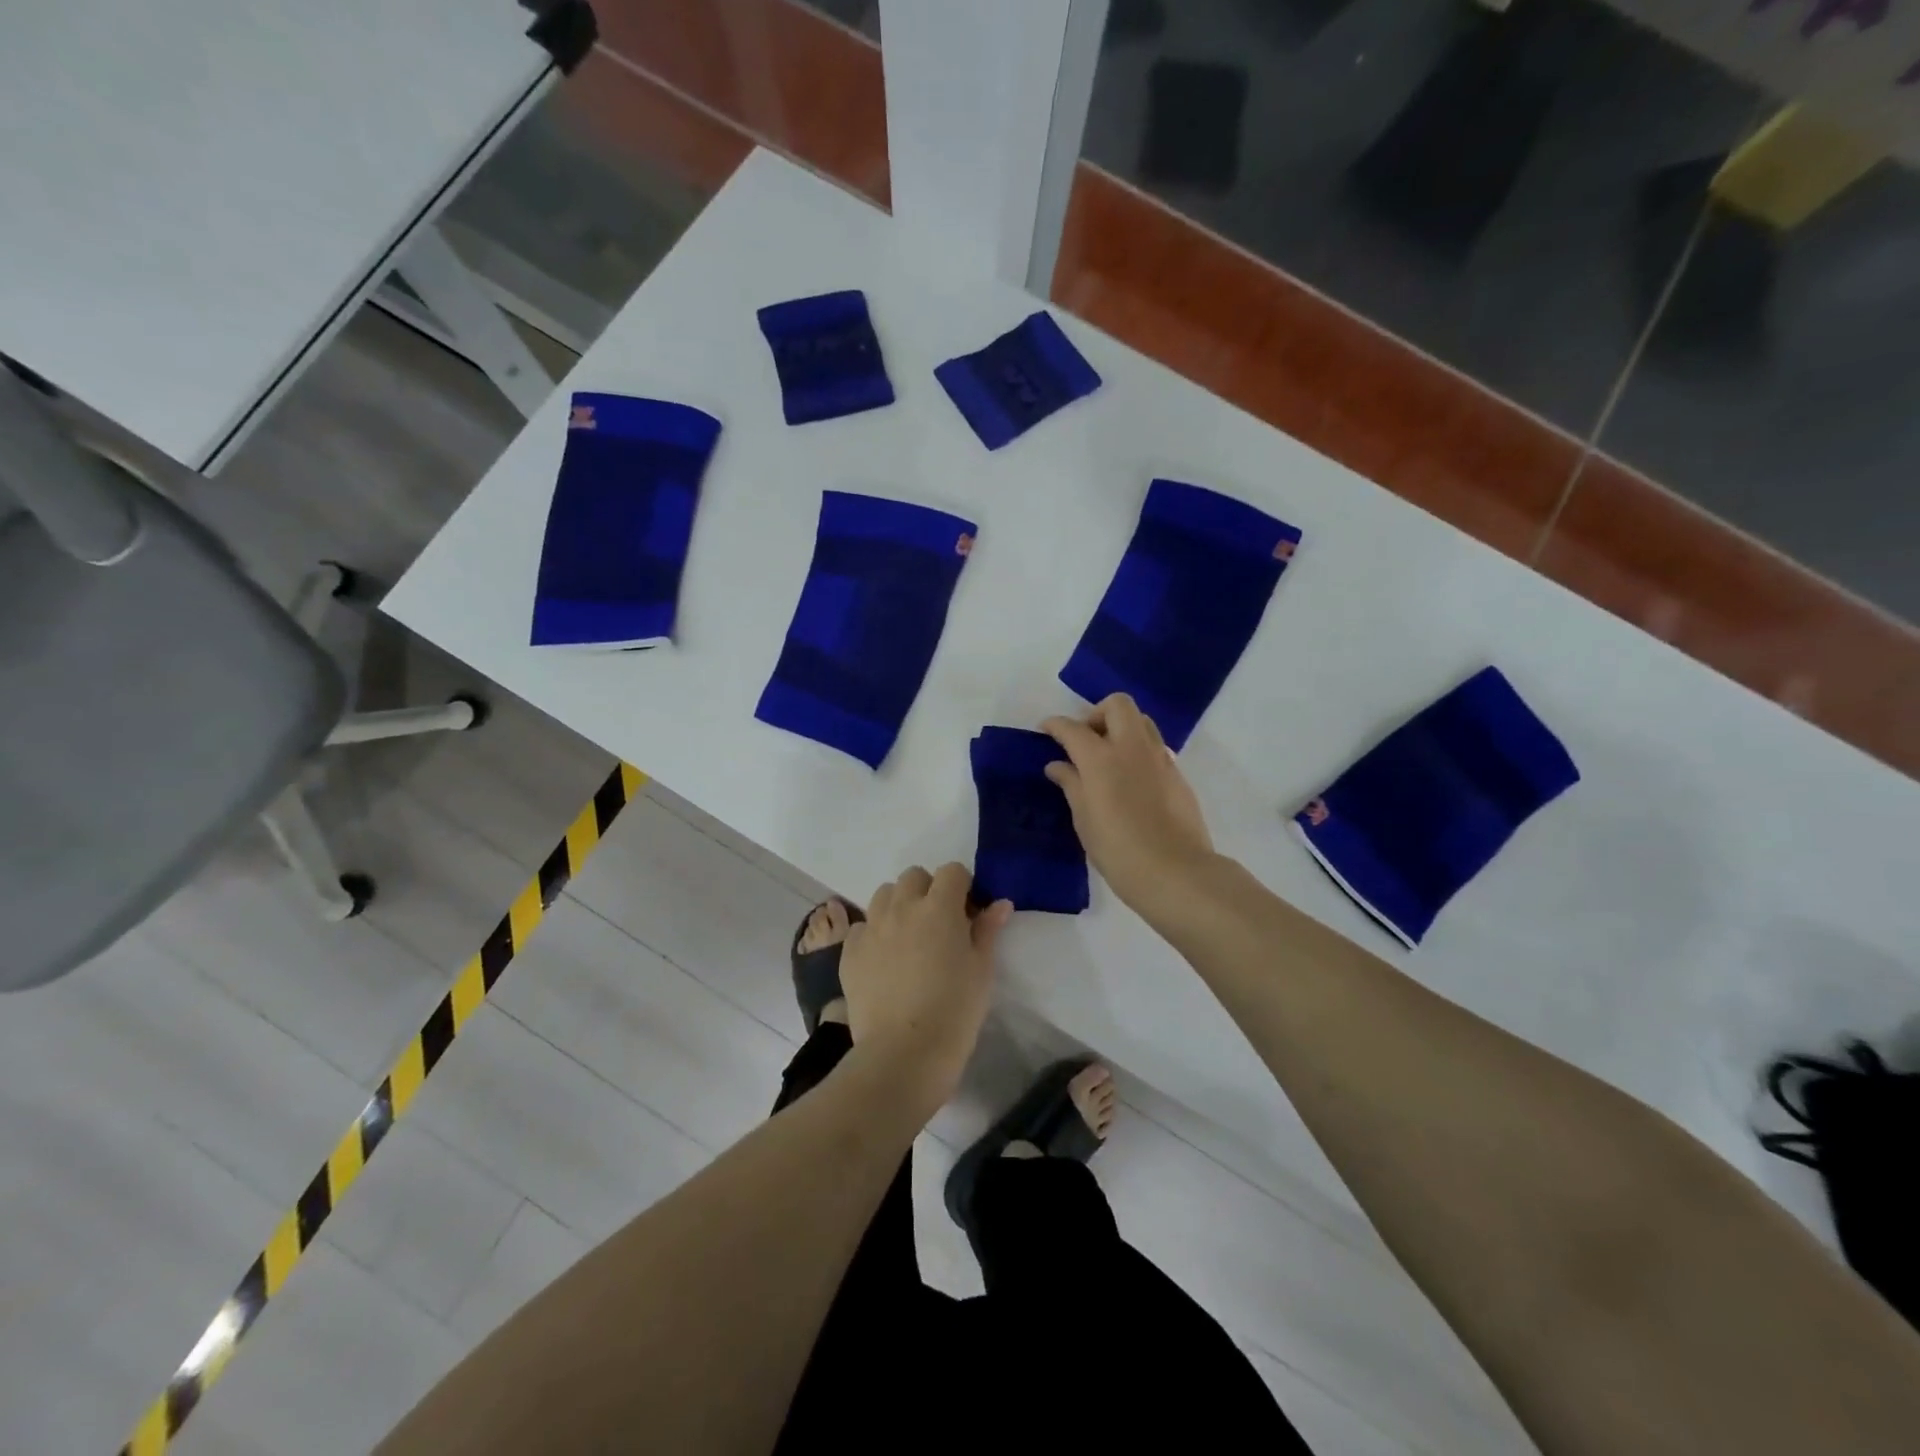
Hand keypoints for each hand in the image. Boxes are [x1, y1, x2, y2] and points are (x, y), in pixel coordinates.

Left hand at [838, 864, 1009, 1105]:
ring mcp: (872, 927)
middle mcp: (902, 907)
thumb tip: (999, 904)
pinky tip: (884, 960)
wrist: (903, 1053)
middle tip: (938, 923)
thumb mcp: (982, 970)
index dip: (962, 886)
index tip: (968, 911)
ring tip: (909, 937)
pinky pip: (862, 926)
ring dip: (899, 905)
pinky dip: (874, 933)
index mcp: (939, 907)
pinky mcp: (849, 951)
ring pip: (884, 895)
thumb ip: (988, 930)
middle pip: (914, 876)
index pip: (952, 871)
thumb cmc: (954, 1011)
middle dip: (928, 890)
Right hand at [1042, 694, 1216, 922]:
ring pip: (1141, 721)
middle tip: (1085, 741)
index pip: (1072, 728)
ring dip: (1121, 728)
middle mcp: (1131, 747)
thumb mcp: (1084, 819)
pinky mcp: (1177, 773)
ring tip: (1108, 758)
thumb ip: (1071, 785)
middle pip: (1116, 705)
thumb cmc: (1118, 850)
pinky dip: (1137, 751)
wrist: (1175, 872)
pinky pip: (1154, 747)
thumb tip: (1058, 765)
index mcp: (1101, 758)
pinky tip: (1130, 781)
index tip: (1046, 730)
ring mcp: (1159, 758)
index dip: (1055, 725)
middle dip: (1096, 714)